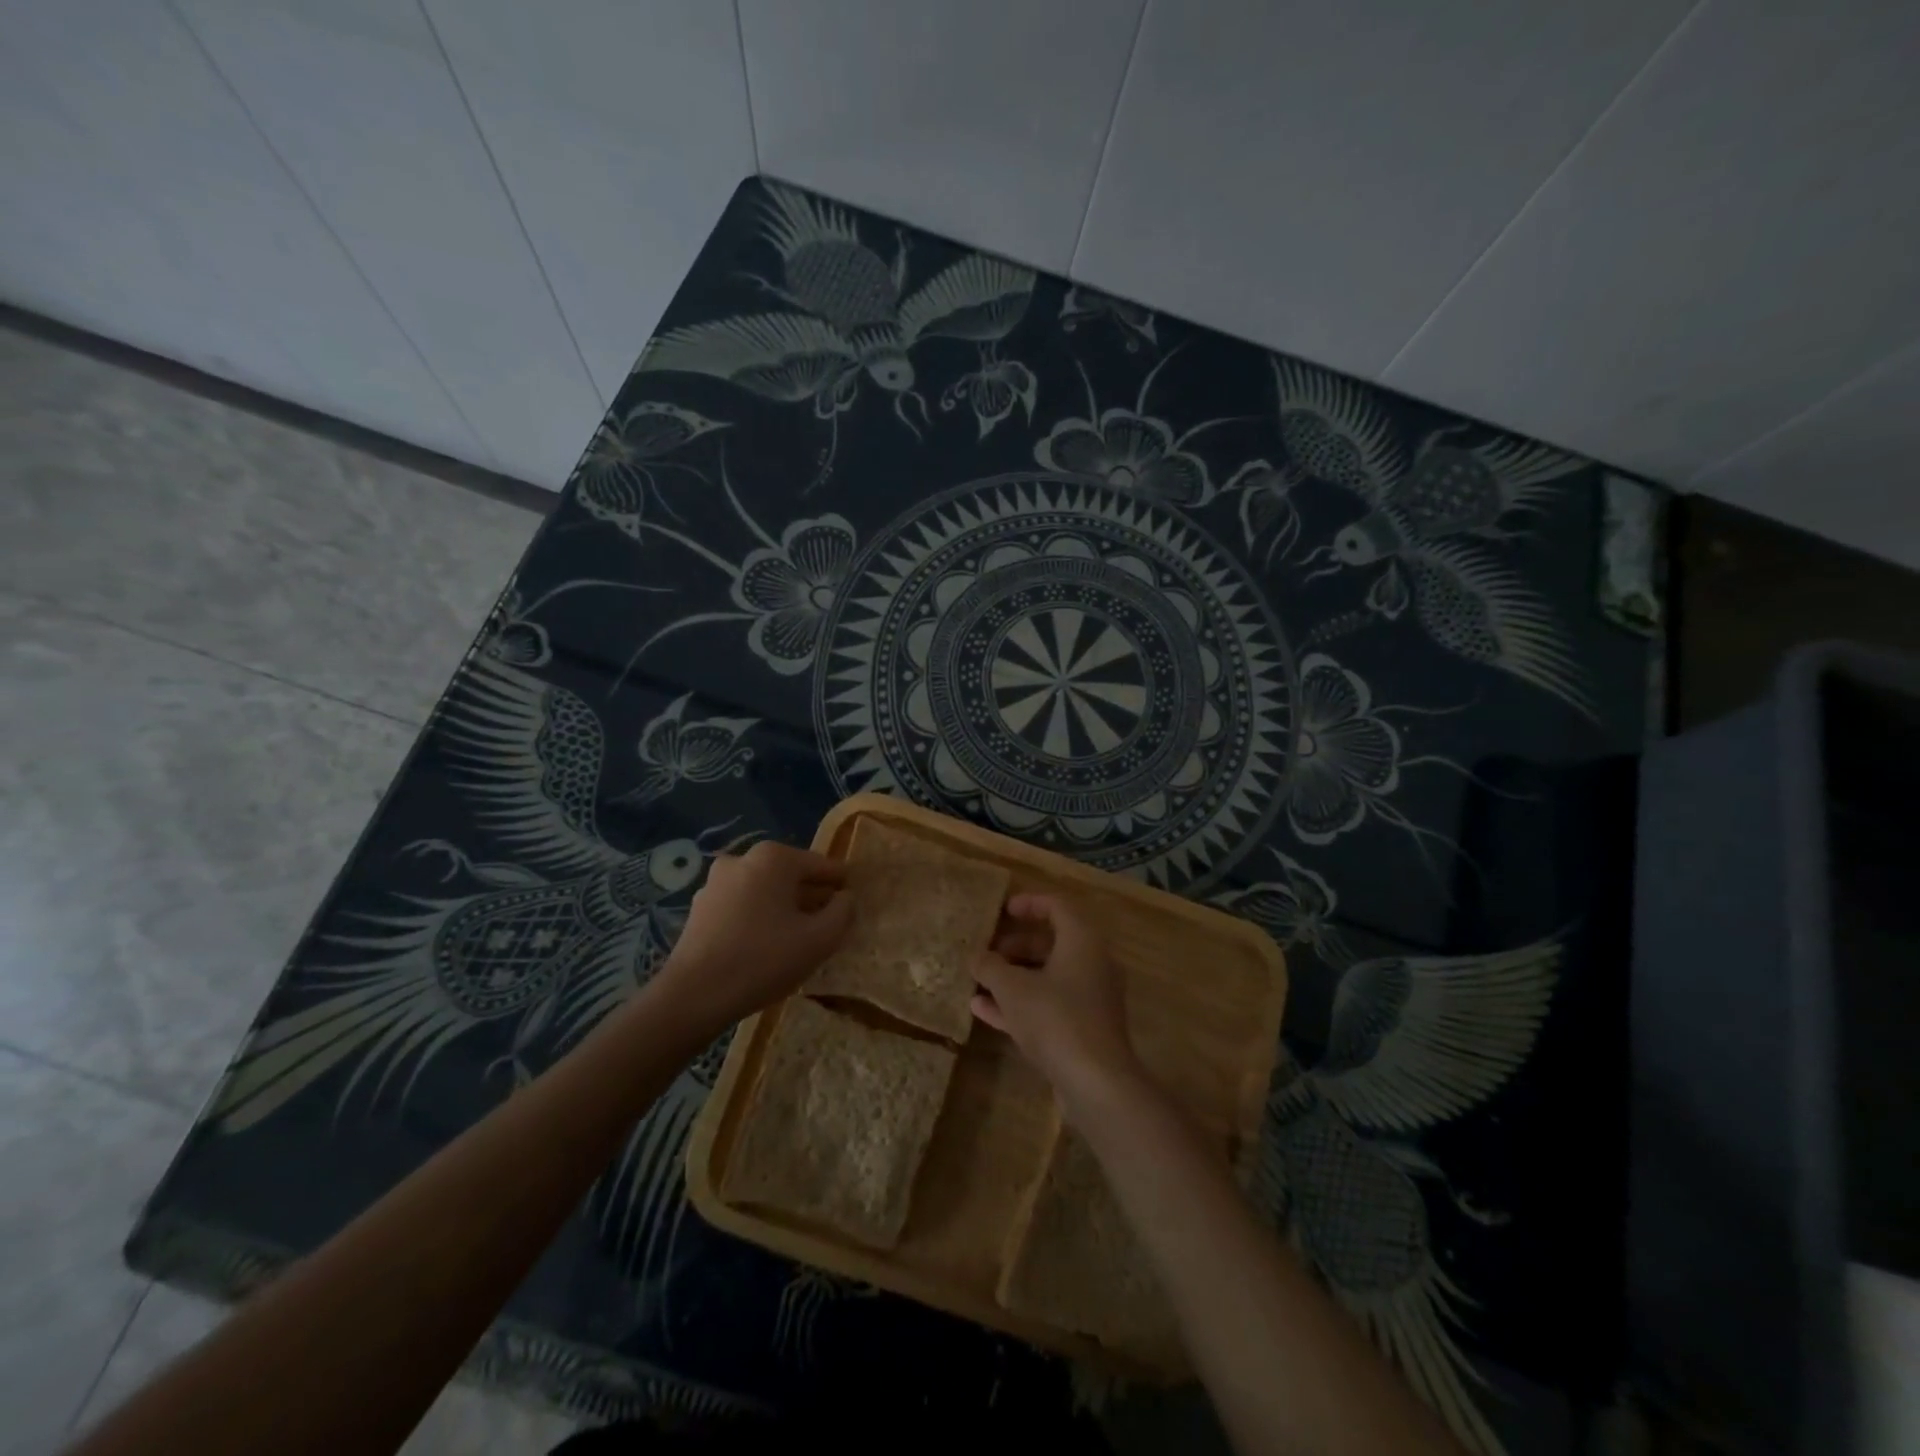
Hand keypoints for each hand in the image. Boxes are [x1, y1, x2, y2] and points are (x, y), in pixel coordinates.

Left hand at [657, 842, 851, 1032]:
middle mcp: (743, 859)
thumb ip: (843, 911)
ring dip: (784, 909)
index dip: (841, 886)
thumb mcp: (820, 939)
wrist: (693, 996)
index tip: (853, 905)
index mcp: (774, 858)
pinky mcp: (700, 908)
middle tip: (828, 926)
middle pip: (792, 876)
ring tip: (798, 940)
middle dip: (812, 897)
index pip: (822, 865)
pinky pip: (743, 906)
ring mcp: (716, 882)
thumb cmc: (763, 960)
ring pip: (765, 891)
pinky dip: (759, 918)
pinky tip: (765, 947)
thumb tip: (845, 898)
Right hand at [972, 894, 1144, 1120]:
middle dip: (1015, 946)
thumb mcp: (1013, 988)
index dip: (1029, 904)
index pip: (1058, 906)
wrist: (1096, 1082)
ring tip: (978, 982)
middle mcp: (1093, 963)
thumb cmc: (1055, 1018)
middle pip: (1052, 943)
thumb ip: (991, 967)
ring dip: (1014, 978)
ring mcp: (1091, 998)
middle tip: (987, 952)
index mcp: (1083, 941)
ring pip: (1048, 977)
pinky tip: (983, 1011)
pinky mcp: (1085, 1029)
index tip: (1002, 910)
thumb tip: (975, 956)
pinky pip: (1049, 1005)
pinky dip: (1021, 1003)